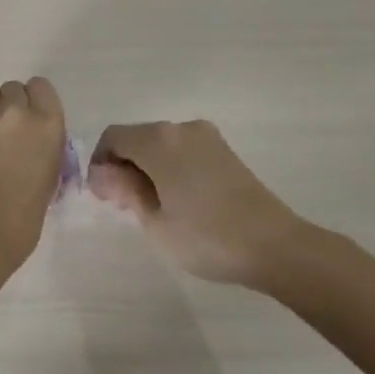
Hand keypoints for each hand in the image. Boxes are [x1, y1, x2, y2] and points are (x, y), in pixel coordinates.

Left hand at [0, 76, 67, 270]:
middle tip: (1, 131)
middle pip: (12, 88)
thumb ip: (42, 151)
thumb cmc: (20, 221)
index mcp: (47, 125)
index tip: (28, 117)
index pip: (41, 87)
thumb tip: (32, 145)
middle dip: (8, 105)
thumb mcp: (47, 180)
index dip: (33, 100)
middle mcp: (16, 111)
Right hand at [88, 120, 305, 285]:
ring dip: (148, 167)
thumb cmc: (207, 237)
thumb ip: (124, 190)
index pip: (113, 137)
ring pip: (160, 144)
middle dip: (124, 165)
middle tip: (126, 207)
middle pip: (137, 137)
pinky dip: (171, 167)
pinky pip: (183, 150)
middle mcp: (180, 128)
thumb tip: (100, 173)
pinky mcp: (223, 150)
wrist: (274, 245)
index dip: (100, 163)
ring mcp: (206, 136)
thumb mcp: (155, 221)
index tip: (105, 197)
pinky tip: (181, 200)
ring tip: (155, 207)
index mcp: (159, 140)